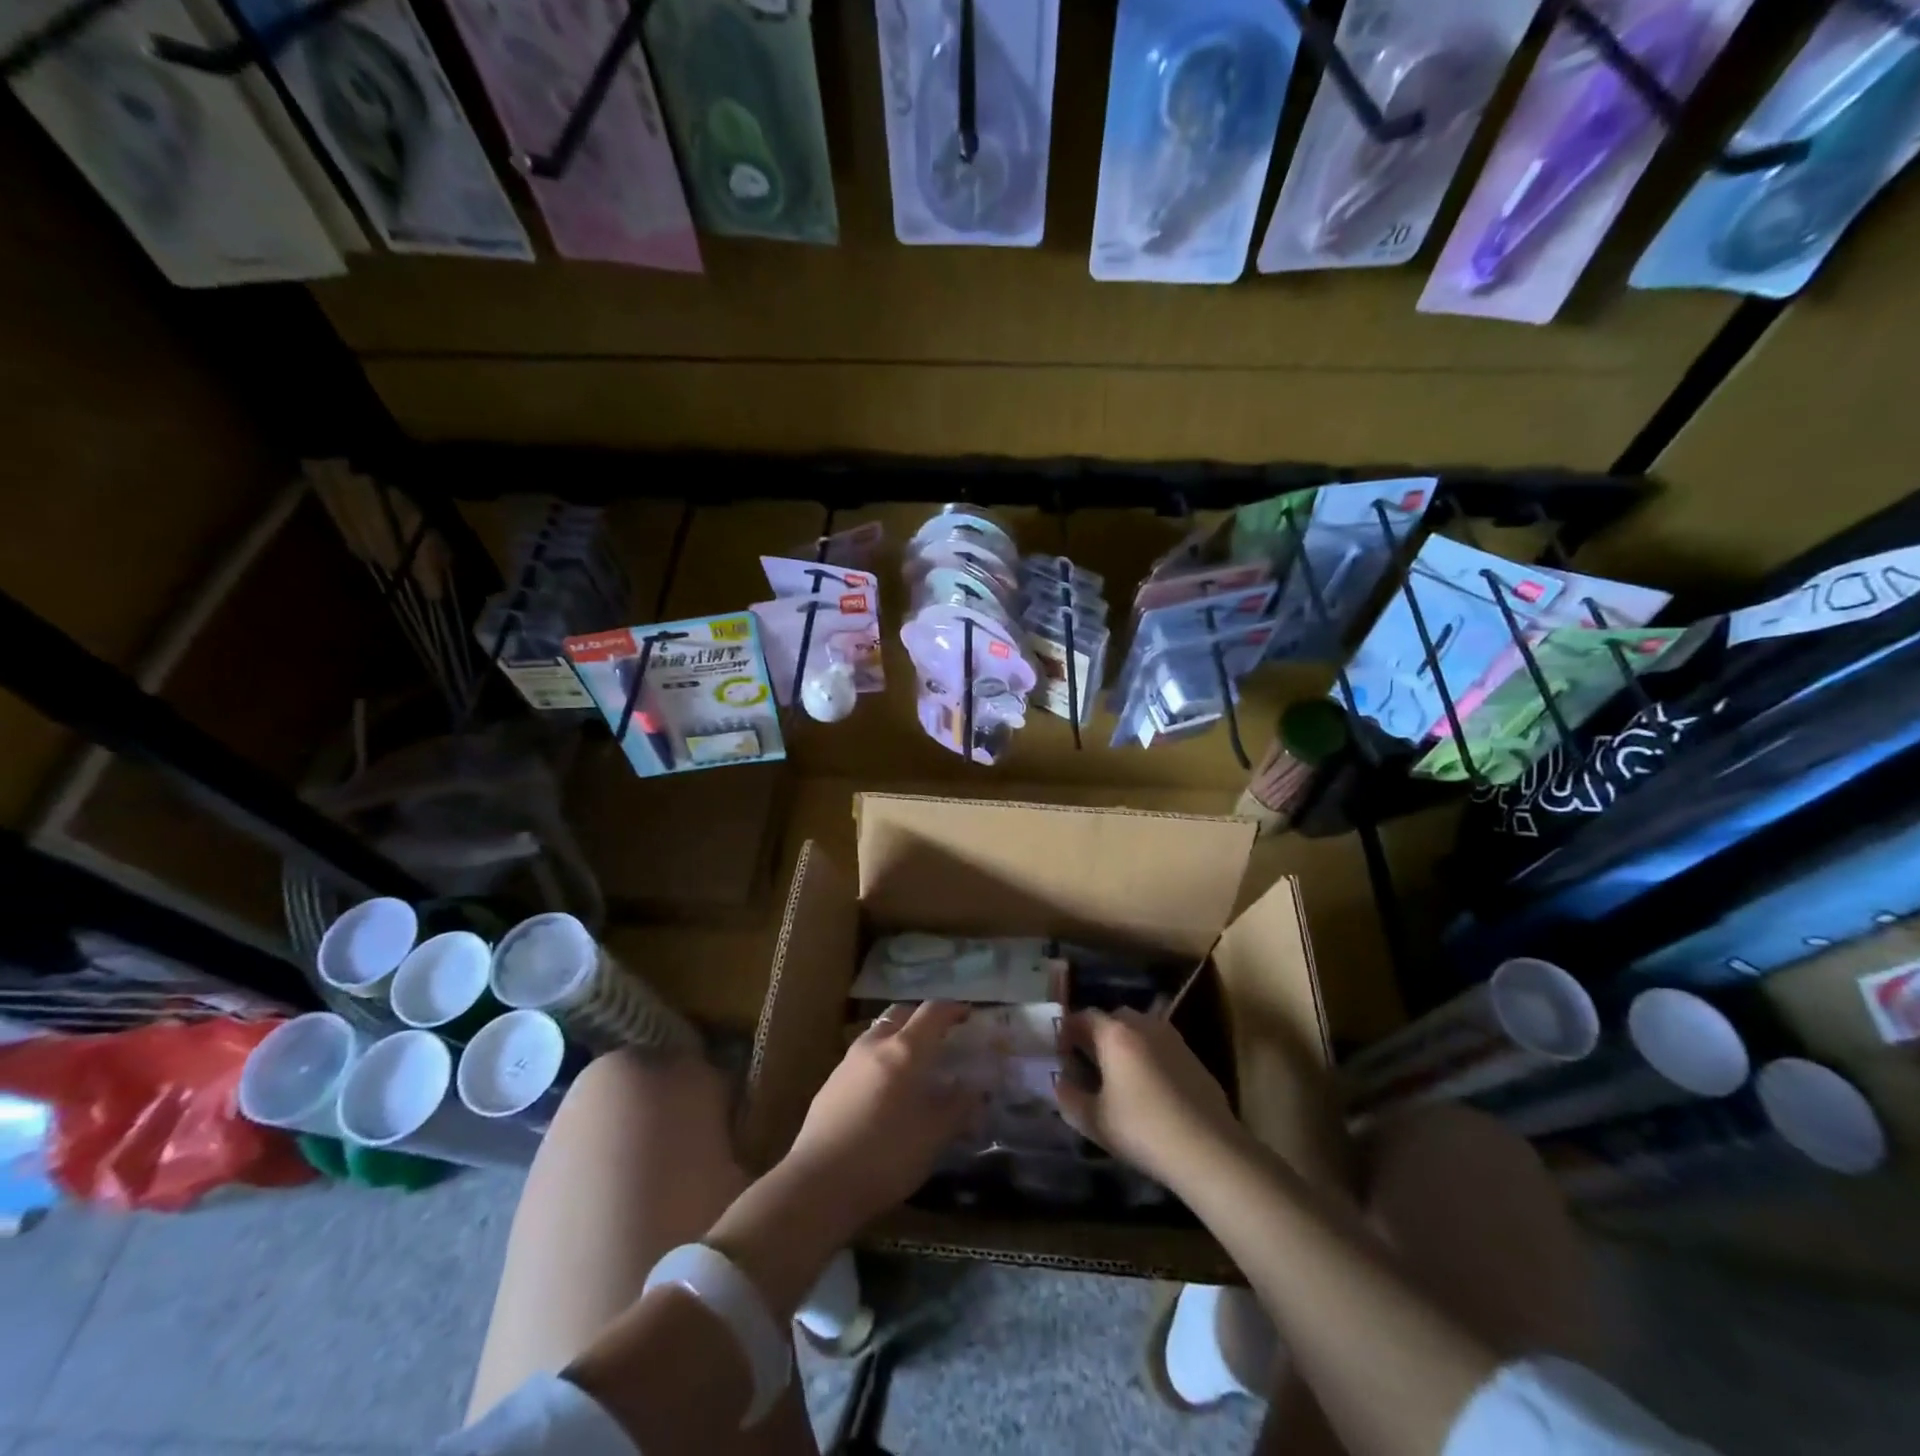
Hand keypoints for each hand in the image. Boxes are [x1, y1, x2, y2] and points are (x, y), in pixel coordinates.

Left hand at [779, 1001, 979, 1237]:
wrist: (819, 1182)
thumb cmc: (886, 1155)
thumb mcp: (934, 1136)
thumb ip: (958, 1107)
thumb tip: (975, 1088)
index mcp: (904, 1050)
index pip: (932, 1012)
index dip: (952, 1009)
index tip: (968, 1014)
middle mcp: (874, 1045)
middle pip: (901, 1014)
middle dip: (922, 1018)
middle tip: (940, 1037)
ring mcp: (848, 1062)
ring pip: (878, 1033)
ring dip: (898, 1037)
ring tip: (913, 1063)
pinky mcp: (830, 1083)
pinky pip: (863, 1057)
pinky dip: (880, 1059)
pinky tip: (885, 1090)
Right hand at [1054, 1008, 1246, 1189]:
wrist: (1208, 1150)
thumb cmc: (1143, 1130)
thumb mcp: (1094, 1121)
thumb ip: (1069, 1098)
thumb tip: (1059, 1083)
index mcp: (1115, 1034)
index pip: (1084, 1016)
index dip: (1068, 1030)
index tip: (1060, 1051)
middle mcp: (1144, 1025)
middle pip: (1114, 1018)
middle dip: (1098, 1034)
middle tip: (1087, 1062)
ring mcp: (1173, 1039)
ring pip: (1140, 1030)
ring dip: (1125, 1044)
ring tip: (1118, 1075)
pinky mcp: (1193, 1058)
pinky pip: (1161, 1046)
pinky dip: (1148, 1056)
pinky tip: (1148, 1088)